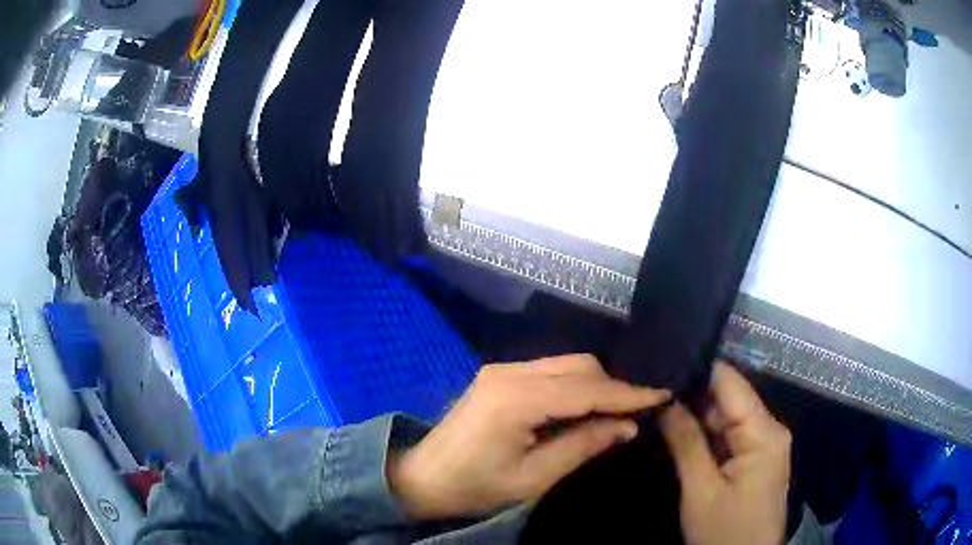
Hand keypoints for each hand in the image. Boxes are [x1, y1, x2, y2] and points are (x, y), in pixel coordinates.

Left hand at [389, 354, 670, 519]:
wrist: (422, 478)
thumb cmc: (475, 487)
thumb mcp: (533, 477)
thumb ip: (582, 446)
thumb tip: (627, 426)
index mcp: (516, 399)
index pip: (586, 389)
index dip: (628, 394)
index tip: (663, 396)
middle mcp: (510, 372)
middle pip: (578, 366)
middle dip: (612, 387)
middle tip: (636, 414)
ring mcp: (501, 369)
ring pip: (566, 365)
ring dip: (594, 385)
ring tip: (614, 413)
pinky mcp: (498, 375)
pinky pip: (549, 371)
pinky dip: (573, 386)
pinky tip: (583, 408)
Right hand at [660, 362, 791, 544]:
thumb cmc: (725, 531)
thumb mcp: (700, 490)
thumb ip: (686, 442)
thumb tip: (666, 399)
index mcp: (763, 432)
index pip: (730, 383)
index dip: (698, 370)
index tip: (662, 365)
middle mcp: (769, 429)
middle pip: (729, 399)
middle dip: (693, 395)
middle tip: (653, 392)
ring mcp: (764, 444)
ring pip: (727, 418)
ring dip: (697, 416)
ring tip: (660, 407)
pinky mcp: (756, 459)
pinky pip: (730, 436)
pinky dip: (707, 435)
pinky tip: (681, 431)